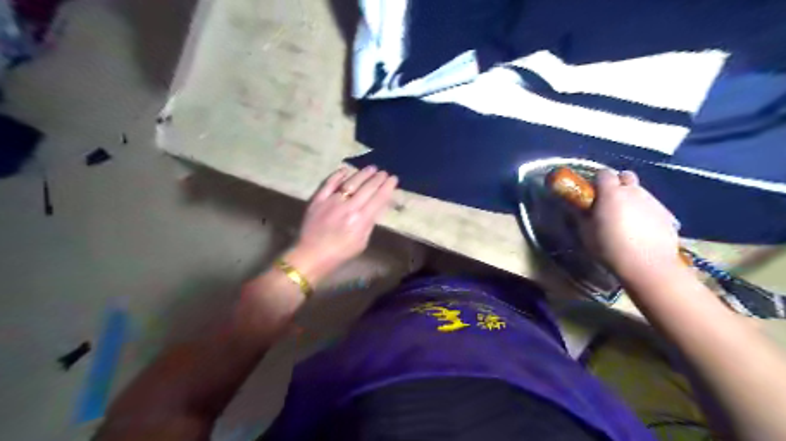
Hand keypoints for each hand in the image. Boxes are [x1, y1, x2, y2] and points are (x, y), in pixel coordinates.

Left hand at [288, 167, 399, 283]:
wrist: (312, 255)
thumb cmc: (341, 253)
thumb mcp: (362, 242)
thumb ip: (370, 222)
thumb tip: (378, 206)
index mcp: (361, 220)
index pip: (379, 198)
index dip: (388, 187)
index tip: (393, 179)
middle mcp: (348, 207)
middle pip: (367, 188)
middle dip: (378, 178)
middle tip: (384, 172)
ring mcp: (332, 201)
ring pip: (350, 182)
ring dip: (363, 174)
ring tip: (371, 168)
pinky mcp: (318, 199)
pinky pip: (329, 183)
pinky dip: (338, 175)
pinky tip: (345, 170)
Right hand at [579, 171, 685, 279]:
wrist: (648, 265)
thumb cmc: (610, 248)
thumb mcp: (586, 233)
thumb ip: (581, 216)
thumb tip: (577, 207)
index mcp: (611, 193)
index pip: (603, 173)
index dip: (596, 181)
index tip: (591, 193)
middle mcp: (634, 191)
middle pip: (625, 176)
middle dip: (617, 183)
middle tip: (609, 201)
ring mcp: (653, 201)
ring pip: (640, 191)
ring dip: (631, 198)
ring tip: (626, 218)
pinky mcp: (667, 214)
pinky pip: (651, 206)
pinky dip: (644, 211)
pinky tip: (641, 229)